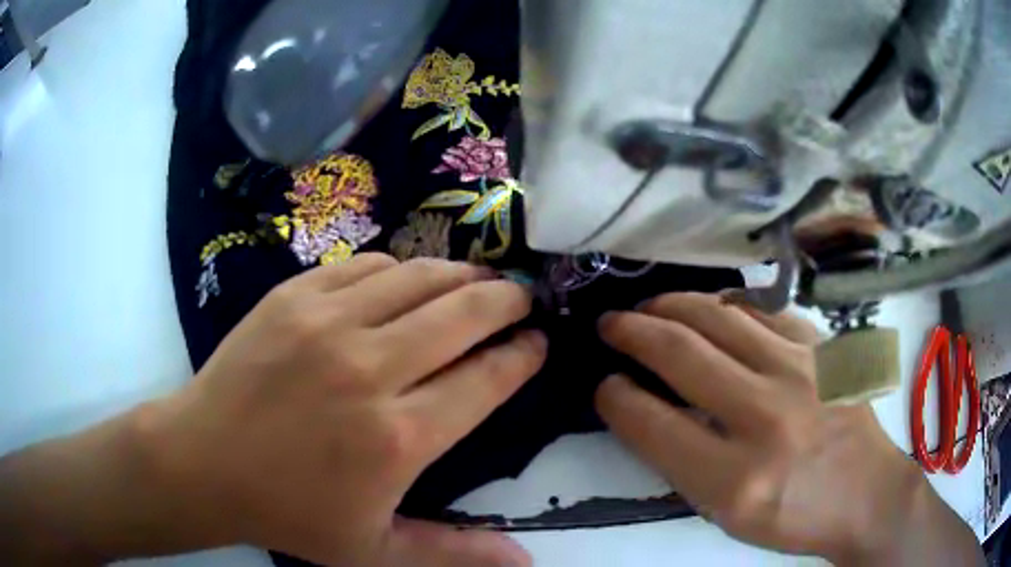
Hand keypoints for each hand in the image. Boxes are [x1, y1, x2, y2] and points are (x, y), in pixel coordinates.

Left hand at [145, 255, 543, 565]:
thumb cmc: (289, 512)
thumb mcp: (375, 550)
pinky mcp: (293, 297)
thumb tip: (527, 558)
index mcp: (398, 437)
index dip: (522, 355)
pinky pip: (366, 265)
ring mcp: (327, 323)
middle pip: (463, 313)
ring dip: (460, 274)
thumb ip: (456, 553)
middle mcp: (369, 369)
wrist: (203, 461)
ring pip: (419, 277)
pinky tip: (407, 278)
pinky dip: (400, 268)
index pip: (486, 379)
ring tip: (477, 278)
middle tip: (522, 296)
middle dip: (506, 299)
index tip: (538, 341)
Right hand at [595, 293, 980, 564]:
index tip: (605, 386)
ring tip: (649, 307)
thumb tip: (645, 408)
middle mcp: (767, 416)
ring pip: (719, 316)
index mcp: (735, 478)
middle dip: (631, 333)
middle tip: (610, 325)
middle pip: (681, 353)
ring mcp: (801, 370)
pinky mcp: (823, 347)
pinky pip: (763, 310)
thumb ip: (683, 462)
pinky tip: (710, 309)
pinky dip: (725, 305)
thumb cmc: (792, 516)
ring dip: (671, 305)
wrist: (866, 493)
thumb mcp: (727, 514)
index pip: (653, 423)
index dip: (616, 398)